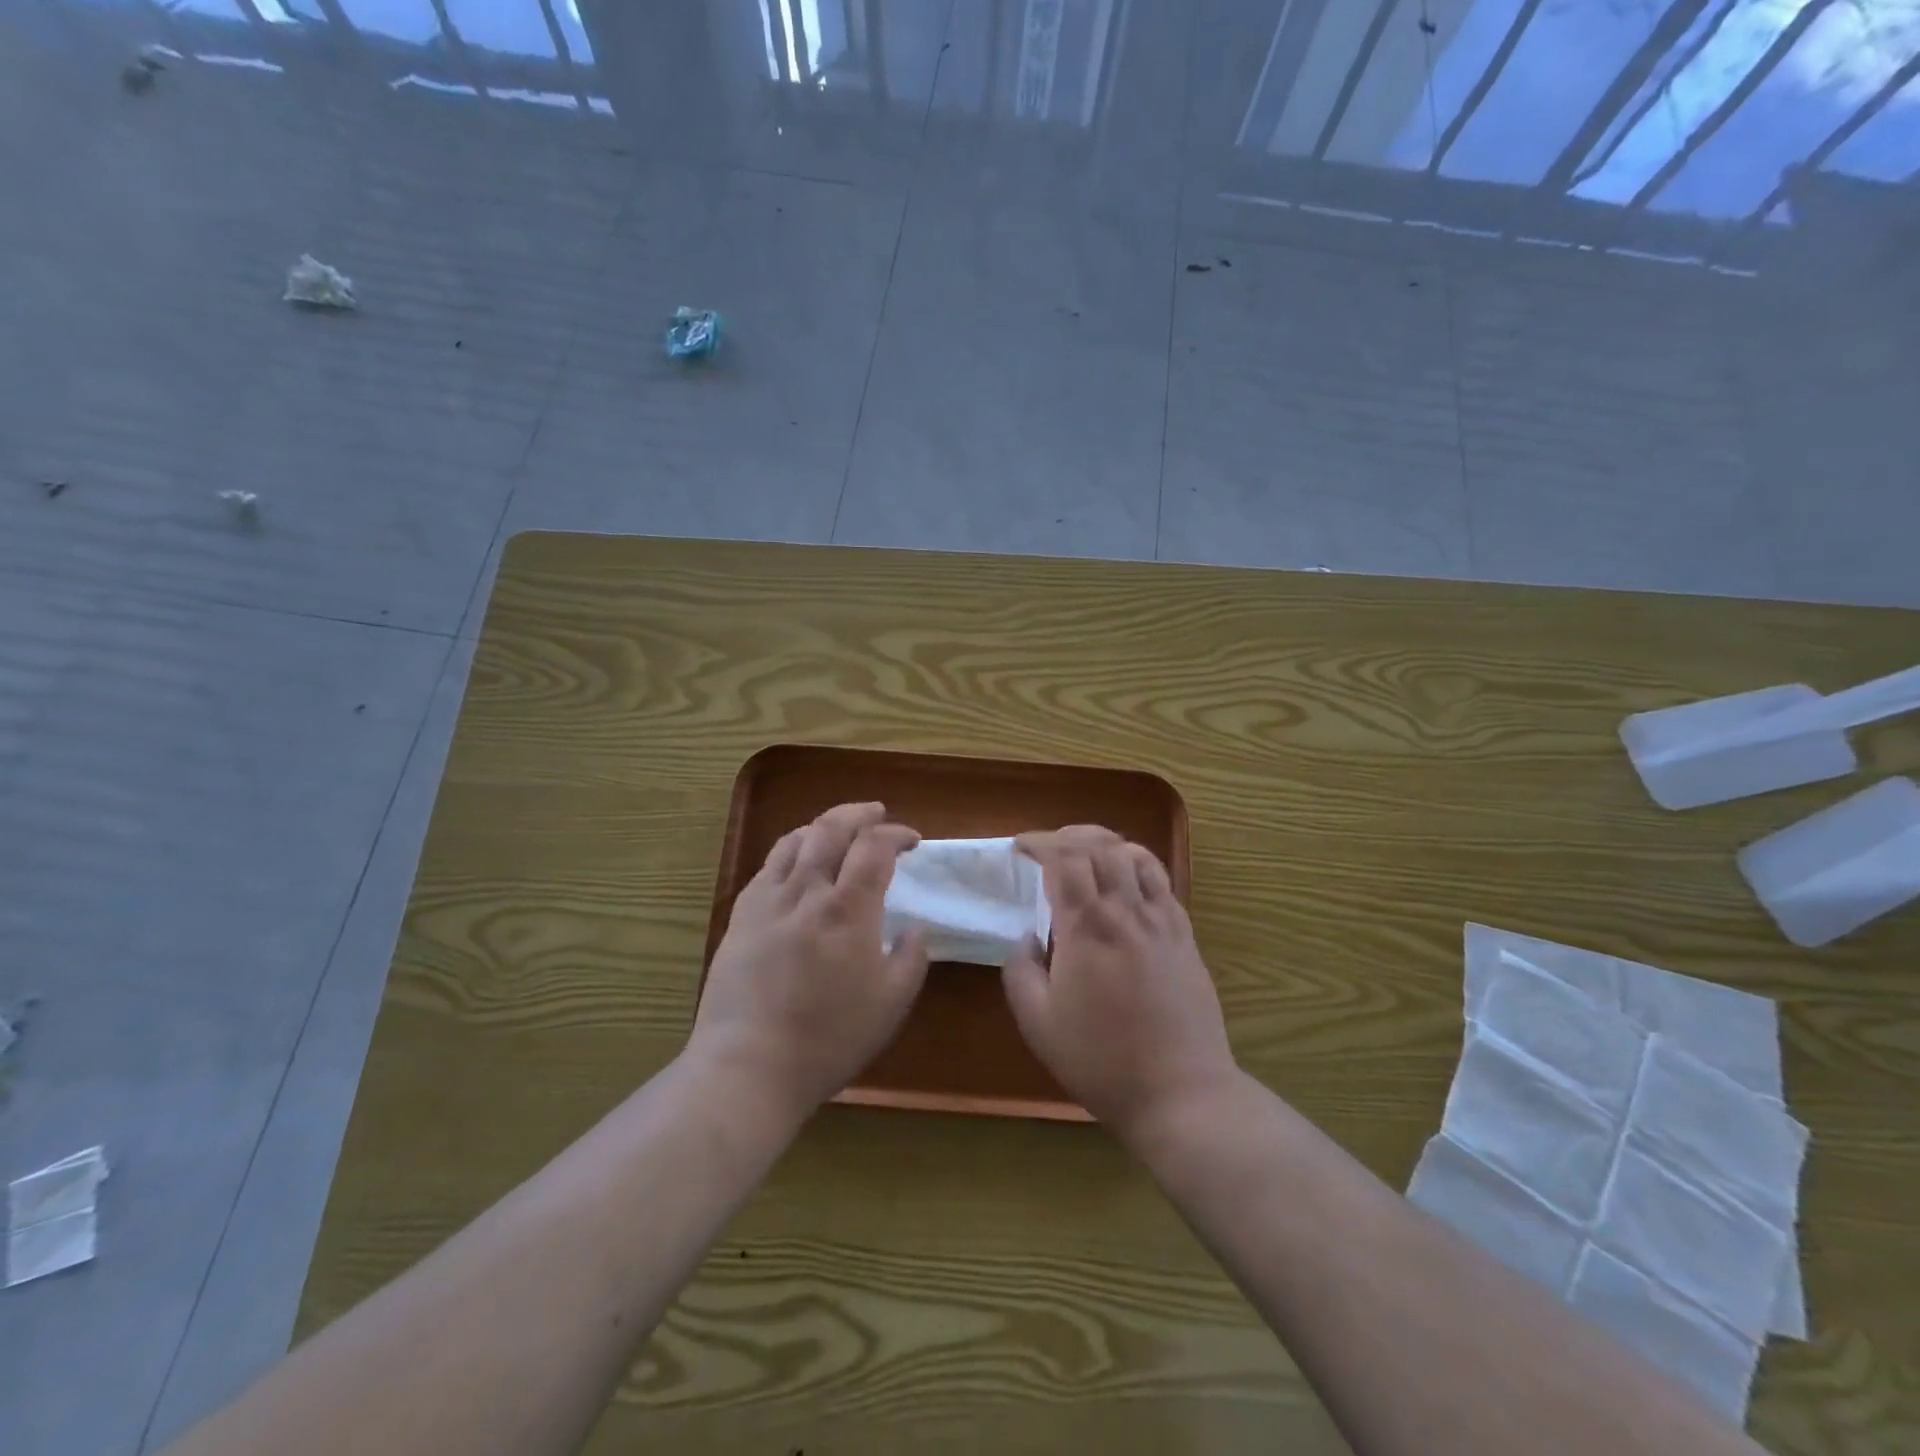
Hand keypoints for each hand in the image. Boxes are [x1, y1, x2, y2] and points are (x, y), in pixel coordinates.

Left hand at [690, 802, 929, 1120]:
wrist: (748, 1066)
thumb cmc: (828, 1039)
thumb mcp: (890, 1004)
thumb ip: (911, 958)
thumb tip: (915, 928)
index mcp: (848, 909)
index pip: (874, 847)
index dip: (896, 834)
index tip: (912, 840)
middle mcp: (807, 891)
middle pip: (831, 828)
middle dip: (859, 813)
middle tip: (877, 813)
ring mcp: (768, 901)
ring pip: (795, 840)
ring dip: (822, 826)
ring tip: (837, 831)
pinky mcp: (740, 917)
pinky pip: (767, 866)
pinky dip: (790, 851)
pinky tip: (796, 865)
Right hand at [1002, 826, 1235, 1136]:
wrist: (1181, 1092)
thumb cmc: (1101, 1060)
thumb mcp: (1038, 1024)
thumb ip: (1020, 971)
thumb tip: (1027, 939)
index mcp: (1086, 928)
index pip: (1063, 858)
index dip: (1039, 842)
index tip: (1019, 847)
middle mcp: (1126, 911)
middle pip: (1100, 845)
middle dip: (1068, 835)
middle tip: (1047, 848)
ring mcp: (1162, 920)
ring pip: (1135, 854)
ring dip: (1105, 843)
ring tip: (1086, 854)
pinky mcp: (1185, 935)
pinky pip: (1162, 880)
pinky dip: (1137, 864)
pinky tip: (1125, 881)